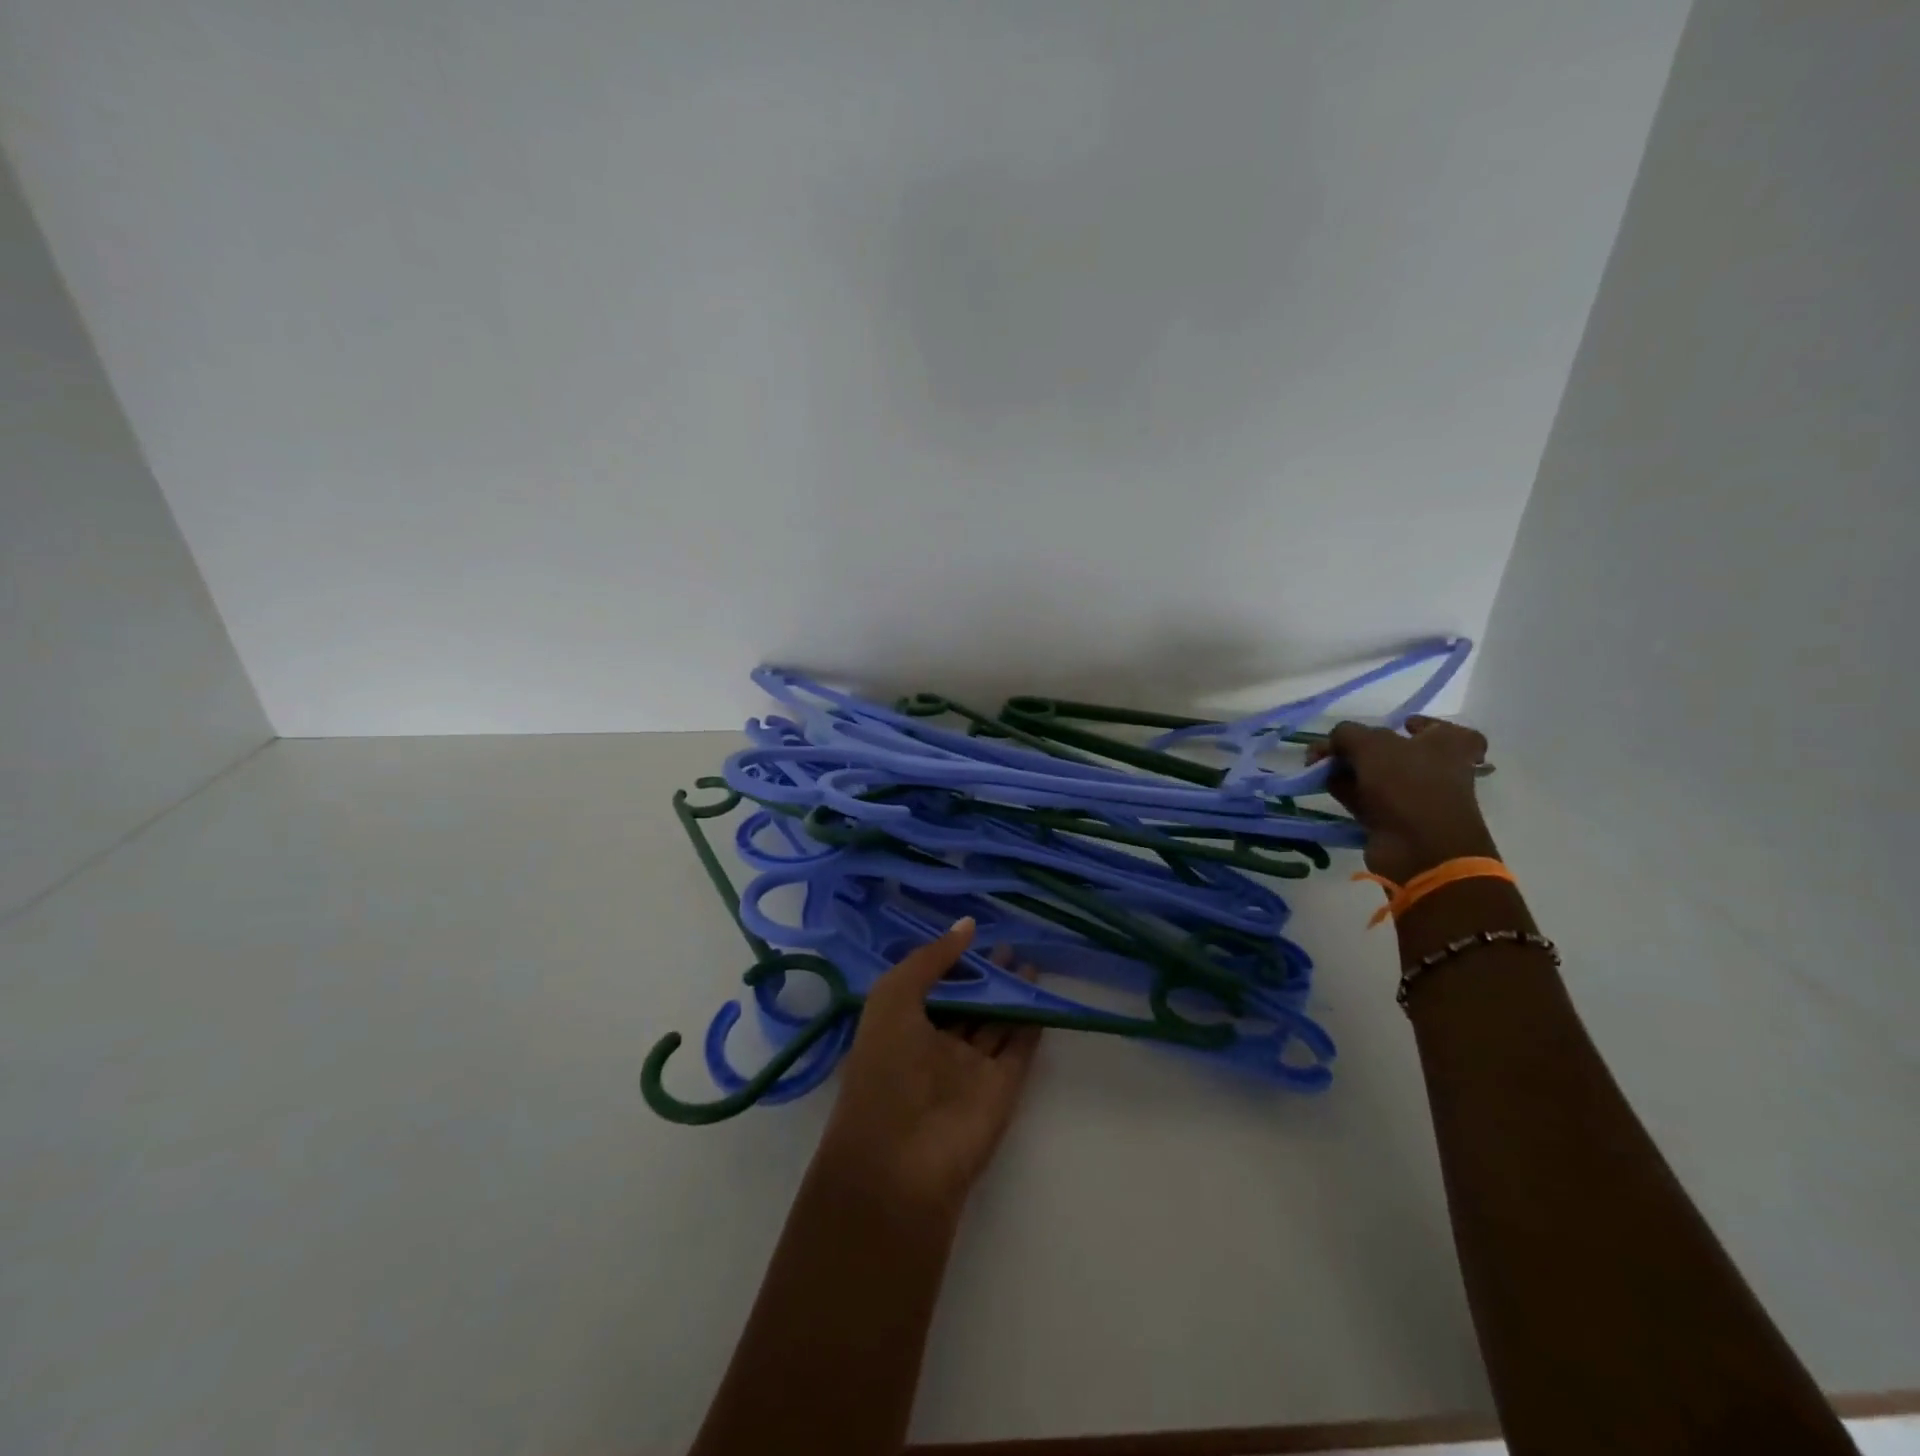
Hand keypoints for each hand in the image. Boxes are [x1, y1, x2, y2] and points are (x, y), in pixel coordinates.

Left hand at [815, 919, 1041, 1218]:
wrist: (901, 1160)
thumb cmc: (885, 1068)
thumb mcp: (894, 997)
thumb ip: (930, 959)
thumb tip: (968, 926)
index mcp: (903, 1026)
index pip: (933, 985)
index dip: (952, 960)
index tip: (975, 933)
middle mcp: (937, 1045)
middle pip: (968, 1002)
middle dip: (987, 975)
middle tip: (1012, 943)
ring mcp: (971, 1067)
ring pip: (997, 1021)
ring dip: (1012, 993)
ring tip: (1030, 960)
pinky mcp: (1002, 1086)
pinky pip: (1020, 1046)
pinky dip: (1032, 1022)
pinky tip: (1041, 995)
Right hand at [1309, 715, 1496, 884]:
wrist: (1419, 849)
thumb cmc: (1408, 786)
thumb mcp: (1371, 745)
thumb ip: (1347, 734)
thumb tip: (1333, 742)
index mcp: (1447, 745)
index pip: (1444, 729)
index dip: (1423, 724)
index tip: (1401, 725)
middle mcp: (1436, 769)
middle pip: (1394, 750)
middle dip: (1359, 746)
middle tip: (1331, 746)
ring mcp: (1414, 797)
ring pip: (1375, 775)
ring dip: (1346, 769)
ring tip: (1316, 765)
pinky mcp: (1393, 820)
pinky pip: (1365, 799)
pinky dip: (1346, 791)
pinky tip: (1322, 784)